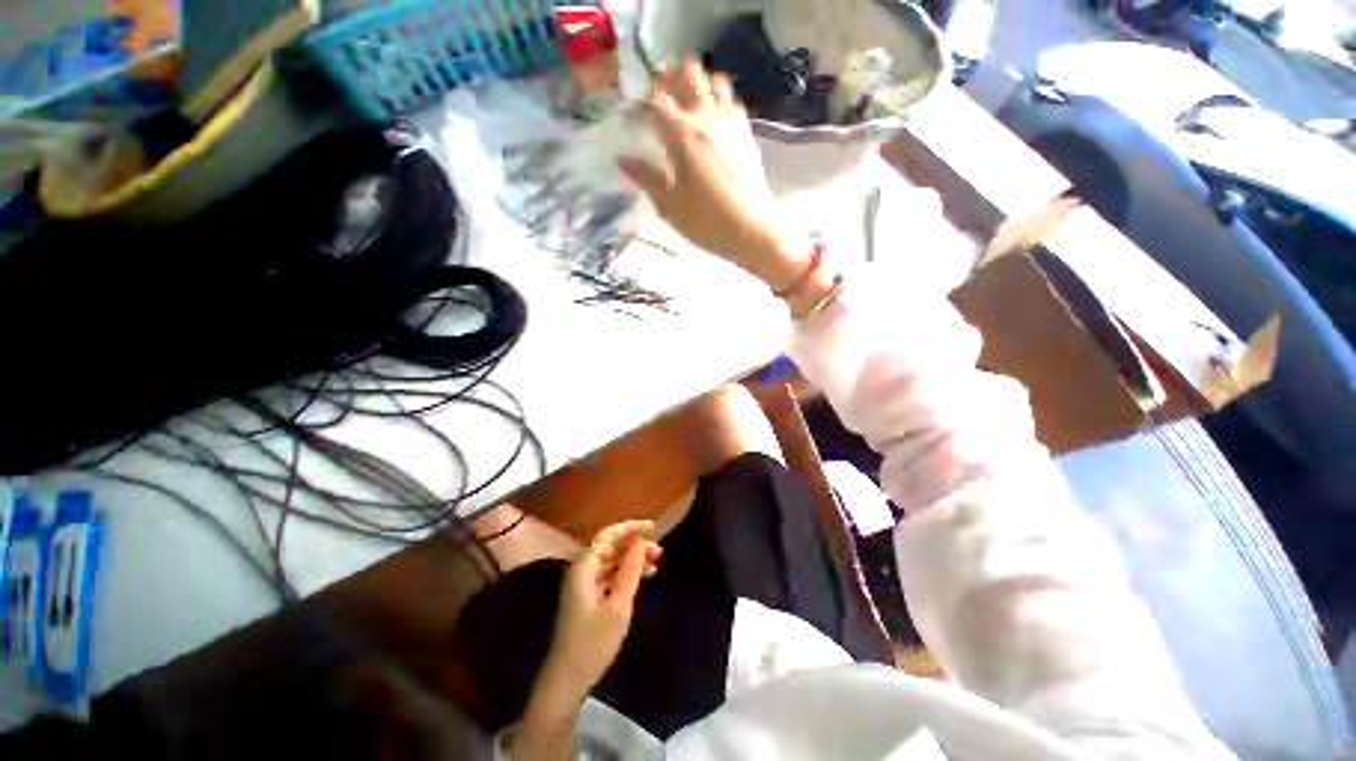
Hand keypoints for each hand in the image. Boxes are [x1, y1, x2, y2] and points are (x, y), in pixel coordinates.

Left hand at [532, 521, 661, 718]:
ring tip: (656, 562)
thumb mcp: (618, 606)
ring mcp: (584, 586)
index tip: (652, 527)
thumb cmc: (593, 642)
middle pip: (610, 548)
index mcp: (584, 568)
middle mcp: (582, 571)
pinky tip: (644, 578)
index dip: (630, 528)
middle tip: (659, 550)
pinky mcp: (588, 599)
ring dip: (633, 559)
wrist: (568, 680)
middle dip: (635, 545)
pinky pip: (610, 576)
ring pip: (612, 562)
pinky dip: (626, 574)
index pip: (607, 536)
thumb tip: (640, 542)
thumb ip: (630, 571)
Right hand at [619, 60, 811, 293]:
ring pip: (715, 81)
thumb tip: (622, 160)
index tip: (636, 110)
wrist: (753, 231)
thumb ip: (647, 179)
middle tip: (661, 94)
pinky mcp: (747, 134)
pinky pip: (732, 101)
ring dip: (698, 82)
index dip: (643, 99)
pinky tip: (713, 117)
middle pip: (689, 74)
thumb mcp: (670, 207)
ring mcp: (731, 123)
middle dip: (672, 76)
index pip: (657, 100)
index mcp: (682, 135)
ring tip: (687, 100)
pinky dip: (719, 98)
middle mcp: (707, 118)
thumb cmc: (707, 223)